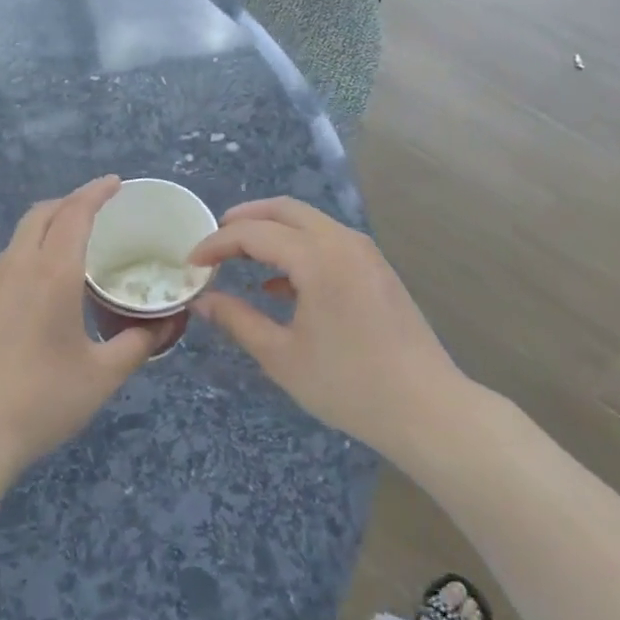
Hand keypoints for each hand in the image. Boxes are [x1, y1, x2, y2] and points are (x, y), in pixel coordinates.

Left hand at [0, 176, 160, 482]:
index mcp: (52, 274)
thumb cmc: (41, 401)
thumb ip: (137, 344)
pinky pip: (3, 266)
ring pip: (19, 239)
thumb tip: (163, 326)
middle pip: (41, 214)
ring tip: (72, 250)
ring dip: (47, 230)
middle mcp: (15, 267)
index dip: (96, 192)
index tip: (115, 183)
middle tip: (97, 210)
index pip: (75, 214)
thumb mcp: (102, 376)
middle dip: (70, 202)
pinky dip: (27, 258)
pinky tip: (37, 293)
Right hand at [189, 197, 463, 453]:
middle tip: (213, 242)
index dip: (216, 244)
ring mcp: (364, 252)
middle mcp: (342, 241)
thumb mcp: (282, 356)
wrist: (428, 410)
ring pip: (308, 222)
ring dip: (271, 231)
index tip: (191, 263)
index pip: (254, 233)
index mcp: (317, 258)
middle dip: (244, 220)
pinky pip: (327, 241)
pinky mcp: (376, 269)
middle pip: (284, 210)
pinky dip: (297, 248)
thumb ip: (238, 320)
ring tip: (240, 258)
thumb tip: (203, 300)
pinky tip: (279, 286)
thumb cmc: (350, 385)